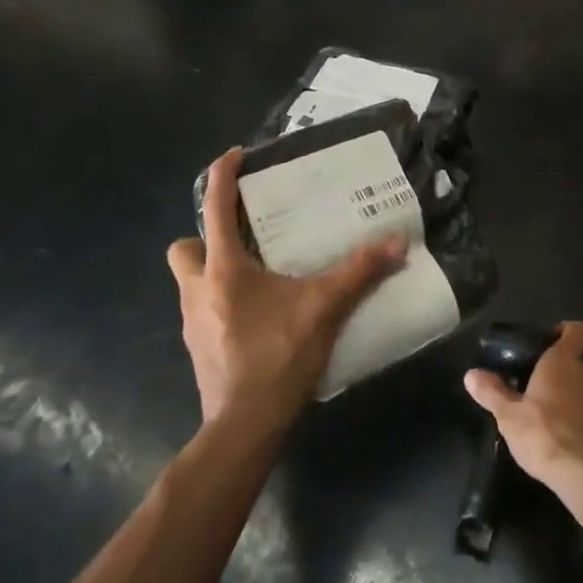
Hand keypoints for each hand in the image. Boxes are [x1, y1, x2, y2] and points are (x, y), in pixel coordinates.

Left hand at [168, 148, 404, 431]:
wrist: (244, 426)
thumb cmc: (277, 357)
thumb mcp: (324, 308)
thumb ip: (360, 272)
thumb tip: (397, 242)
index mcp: (223, 269)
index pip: (214, 208)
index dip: (222, 176)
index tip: (235, 156)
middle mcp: (198, 290)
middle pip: (185, 248)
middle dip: (206, 237)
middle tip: (244, 239)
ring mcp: (193, 322)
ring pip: (191, 282)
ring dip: (215, 271)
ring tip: (259, 277)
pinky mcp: (198, 349)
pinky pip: (202, 310)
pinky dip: (222, 303)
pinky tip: (258, 317)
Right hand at [464, 322, 582, 498]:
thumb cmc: (546, 435)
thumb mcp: (509, 415)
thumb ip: (492, 392)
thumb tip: (471, 374)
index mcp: (563, 361)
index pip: (576, 330)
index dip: (564, 330)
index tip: (545, 341)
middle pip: (574, 359)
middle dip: (556, 369)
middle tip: (531, 383)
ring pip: (582, 384)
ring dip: (566, 392)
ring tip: (542, 412)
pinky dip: (576, 414)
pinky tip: (558, 434)